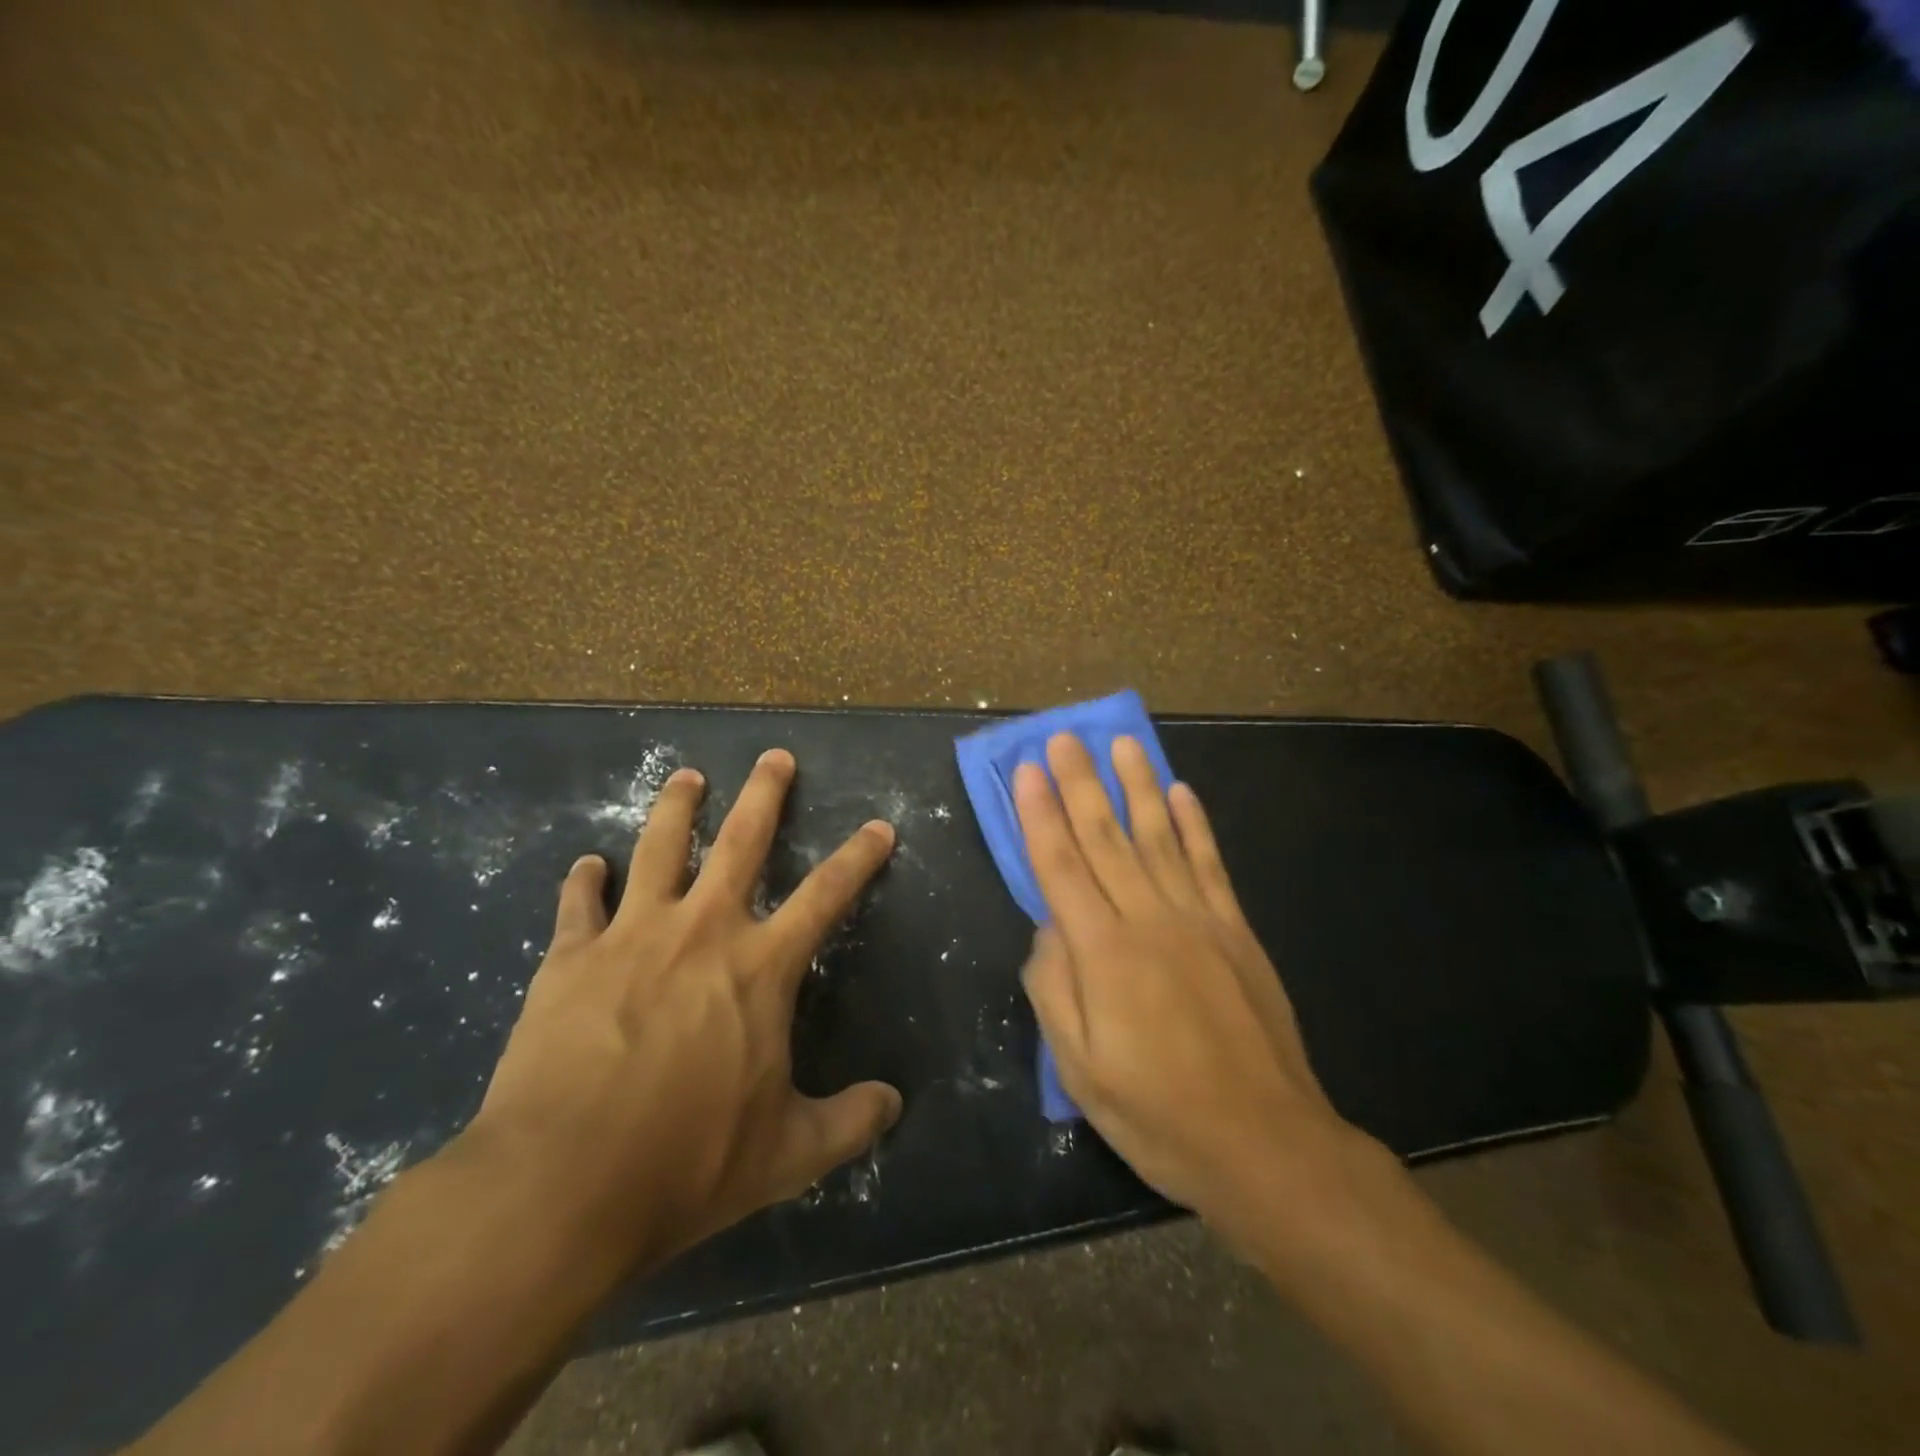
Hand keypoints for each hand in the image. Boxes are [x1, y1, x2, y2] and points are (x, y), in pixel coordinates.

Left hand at [463, 748, 902, 1272]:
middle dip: (765, 793)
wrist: (561, 1184)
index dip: (859, 856)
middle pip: (742, 841)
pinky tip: (586, 865)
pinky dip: (583, 880)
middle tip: (775, 756)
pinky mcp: (570, 957)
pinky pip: (578, 902)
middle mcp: (702, 930)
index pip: (827, 895)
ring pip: (660, 847)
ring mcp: (632, 935)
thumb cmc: (687, 1162)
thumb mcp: (788, 1155)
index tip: (880, 826)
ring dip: (677, 807)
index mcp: (760, 967)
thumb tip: (894, 1105)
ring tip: (686, 776)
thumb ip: (849, 1123)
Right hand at [1014, 734, 1373, 1244]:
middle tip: (1064, 736)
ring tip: (1123, 743)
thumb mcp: (1079, 1070)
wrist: (1265, 1144)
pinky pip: (1210, 865)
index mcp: (1103, 954)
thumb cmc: (1158, 1115)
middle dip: (1080, 782)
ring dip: (1139, 785)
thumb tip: (1048, 926)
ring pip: (1159, 836)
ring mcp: (1198, 920)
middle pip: (1105, 837)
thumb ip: (1054, 988)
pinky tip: (1182, 791)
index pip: (1060, 866)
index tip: (1027, 769)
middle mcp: (1148, 920)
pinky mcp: (1236, 931)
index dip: (1040, 814)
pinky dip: (1195, 824)